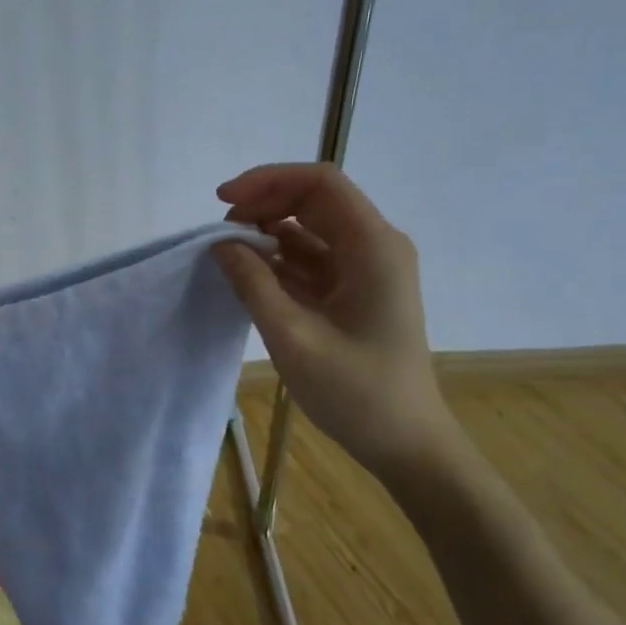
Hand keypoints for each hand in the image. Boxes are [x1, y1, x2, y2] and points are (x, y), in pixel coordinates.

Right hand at [212, 163, 457, 480]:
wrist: (405, 443)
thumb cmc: (357, 391)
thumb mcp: (293, 337)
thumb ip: (253, 284)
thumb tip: (221, 243)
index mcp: (373, 246)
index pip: (320, 183)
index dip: (268, 180)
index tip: (223, 201)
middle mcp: (374, 246)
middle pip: (314, 201)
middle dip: (264, 205)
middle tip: (220, 233)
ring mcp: (367, 269)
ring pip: (311, 229)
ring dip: (269, 233)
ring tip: (228, 255)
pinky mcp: (355, 292)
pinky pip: (313, 259)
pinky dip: (279, 260)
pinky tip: (249, 275)